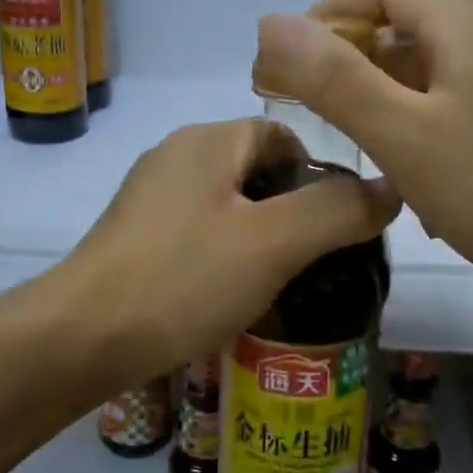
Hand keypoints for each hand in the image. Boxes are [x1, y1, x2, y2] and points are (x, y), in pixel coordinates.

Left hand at [54, 118, 399, 379]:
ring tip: (285, 283)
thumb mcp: (273, 243)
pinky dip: (224, 256)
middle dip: (294, 210)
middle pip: (256, 170)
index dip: (321, 172)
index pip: (283, 134)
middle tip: (321, 260)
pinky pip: (197, 234)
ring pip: (227, 206)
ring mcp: (149, 198)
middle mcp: (175, 156)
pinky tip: (233, 295)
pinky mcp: (134, 238)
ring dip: (261, 238)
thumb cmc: (182, 279)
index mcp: (208, 142)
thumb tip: (392, 186)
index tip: (342, 223)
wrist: (81, 338)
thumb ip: (337, 211)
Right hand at [252, 0, 472, 289]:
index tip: (291, 57)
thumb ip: (334, 78)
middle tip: (309, 103)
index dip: (333, 10)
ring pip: (430, 71)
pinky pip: (454, 106)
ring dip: (382, 95)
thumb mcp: (401, 134)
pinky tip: (404, 176)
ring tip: (347, 141)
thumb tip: (270, 22)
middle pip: (409, 25)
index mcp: (464, 26)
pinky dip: (417, 125)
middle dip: (351, 56)